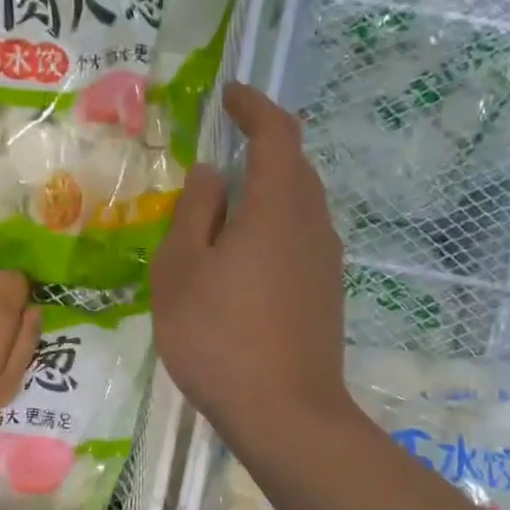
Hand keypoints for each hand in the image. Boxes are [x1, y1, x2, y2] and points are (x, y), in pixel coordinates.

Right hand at [151, 84, 349, 446]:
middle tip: (225, 148)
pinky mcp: (328, 292)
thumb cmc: (219, 338)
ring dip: (270, 189)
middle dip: (264, 146)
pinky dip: (276, 225)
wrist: (286, 414)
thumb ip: (195, 213)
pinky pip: (302, 237)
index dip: (254, 107)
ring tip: (229, 204)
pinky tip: (247, 255)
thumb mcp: (181, 272)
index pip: (276, 133)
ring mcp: (326, 261)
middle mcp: (312, 223)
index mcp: (277, 206)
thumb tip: (213, 173)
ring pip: (301, 204)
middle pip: (295, 166)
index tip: (231, 95)